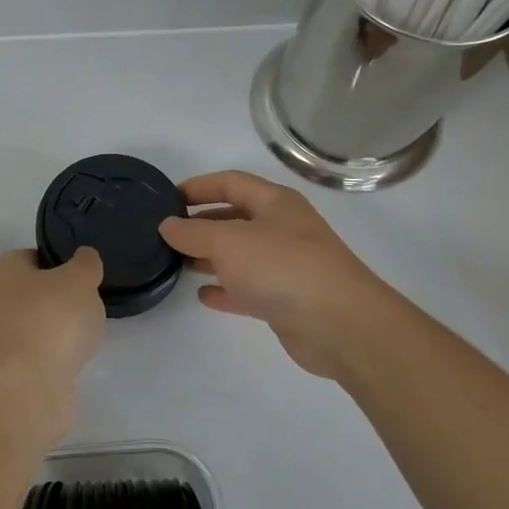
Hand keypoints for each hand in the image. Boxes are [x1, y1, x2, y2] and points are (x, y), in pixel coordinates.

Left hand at [0, 248, 106, 430]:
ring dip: (60, 332)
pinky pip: (38, 354)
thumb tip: (84, 257)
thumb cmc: (50, 321)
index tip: (86, 278)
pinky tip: (73, 361)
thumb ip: (85, 265)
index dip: (62, 264)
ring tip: (85, 338)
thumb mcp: (79, 280)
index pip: (34, 257)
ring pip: (37, 325)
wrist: (25, 389)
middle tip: (89, 307)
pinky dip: (55, 357)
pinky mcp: (7, 370)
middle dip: (63, 301)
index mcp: (1, 270)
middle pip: (35, 293)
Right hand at [159, 170, 412, 379]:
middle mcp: (282, 229)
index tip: (166, 198)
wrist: (341, 325)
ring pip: (240, 255)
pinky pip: (248, 288)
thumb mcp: (228, 241)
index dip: (198, 186)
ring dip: (210, 257)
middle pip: (235, 218)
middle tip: (167, 233)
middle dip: (201, 223)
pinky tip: (203, 295)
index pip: (230, 182)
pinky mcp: (286, 300)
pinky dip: (225, 289)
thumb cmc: (282, 267)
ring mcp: (286, 265)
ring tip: (177, 262)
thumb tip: (167, 225)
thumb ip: (192, 232)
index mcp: (275, 203)